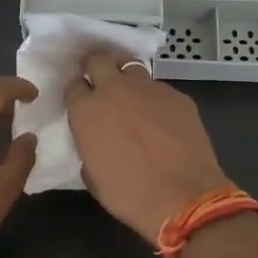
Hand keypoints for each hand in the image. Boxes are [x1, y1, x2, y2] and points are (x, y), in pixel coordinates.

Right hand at [65, 52, 230, 241]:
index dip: (78, 93)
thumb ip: (89, 146)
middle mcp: (115, 90)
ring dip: (127, 78)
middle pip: (99, 60)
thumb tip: (98, 140)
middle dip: (97, 68)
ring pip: (131, 67)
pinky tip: (164, 120)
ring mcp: (149, 89)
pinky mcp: (178, 96)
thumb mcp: (93, 174)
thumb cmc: (129, 195)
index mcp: (87, 110)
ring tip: (133, 98)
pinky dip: (156, 100)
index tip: (83, 103)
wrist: (183, 198)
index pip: (74, 85)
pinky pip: (160, 90)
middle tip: (103, 85)